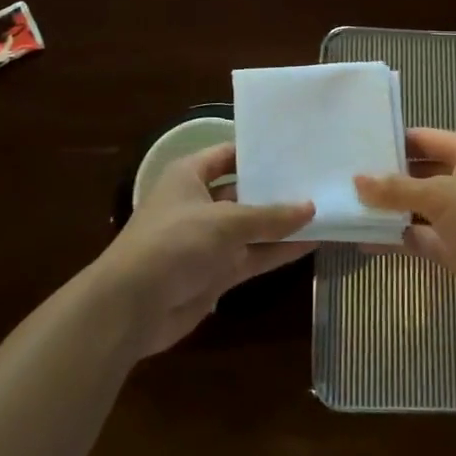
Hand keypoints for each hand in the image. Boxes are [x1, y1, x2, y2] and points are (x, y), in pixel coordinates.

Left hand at [95, 143, 314, 355]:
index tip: (295, 148)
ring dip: (281, 223)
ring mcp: (208, 240)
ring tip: (324, 210)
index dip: (258, 151)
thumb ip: (269, 216)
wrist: (132, 306)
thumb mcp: (224, 222)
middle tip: (318, 178)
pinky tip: (311, 243)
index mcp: (189, 176)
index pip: (228, 154)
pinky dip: (277, 251)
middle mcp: (199, 203)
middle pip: (243, 191)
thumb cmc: (174, 243)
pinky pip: (253, 255)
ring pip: (252, 226)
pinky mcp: (216, 272)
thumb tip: (310, 207)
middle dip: (276, 188)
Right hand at [354, 128, 455, 313]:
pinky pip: (417, 238)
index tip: (355, 143)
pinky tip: (361, 238)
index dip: (392, 140)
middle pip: (416, 173)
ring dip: (386, 209)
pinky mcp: (453, 249)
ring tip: (343, 205)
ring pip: (414, 208)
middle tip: (340, 175)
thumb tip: (357, 179)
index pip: (423, 139)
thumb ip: (397, 188)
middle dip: (384, 177)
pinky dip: (394, 238)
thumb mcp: (441, 194)